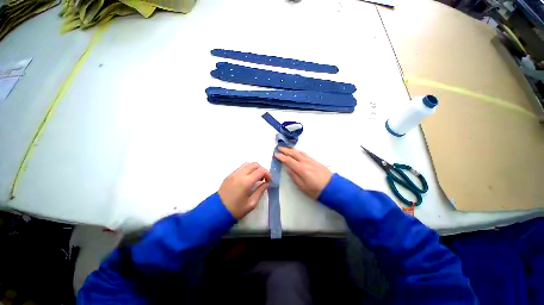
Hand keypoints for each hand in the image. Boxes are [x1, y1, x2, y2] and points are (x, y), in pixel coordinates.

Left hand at [219, 162, 270, 218]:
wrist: (218, 210)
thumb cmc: (237, 209)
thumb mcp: (252, 203)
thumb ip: (260, 191)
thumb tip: (266, 183)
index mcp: (246, 182)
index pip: (260, 170)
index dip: (267, 174)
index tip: (269, 181)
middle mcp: (239, 174)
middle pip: (254, 164)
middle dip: (261, 169)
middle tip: (264, 179)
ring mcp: (233, 174)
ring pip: (246, 164)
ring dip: (254, 169)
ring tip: (256, 179)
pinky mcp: (229, 176)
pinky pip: (240, 168)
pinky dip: (247, 170)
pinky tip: (248, 179)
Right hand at [274, 147, 331, 198]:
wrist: (332, 187)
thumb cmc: (316, 190)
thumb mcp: (303, 187)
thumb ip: (294, 177)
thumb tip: (288, 169)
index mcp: (301, 169)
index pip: (289, 160)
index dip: (281, 157)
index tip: (275, 154)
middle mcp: (306, 162)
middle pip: (294, 153)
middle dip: (286, 150)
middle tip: (279, 148)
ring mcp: (311, 161)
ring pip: (300, 152)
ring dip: (292, 150)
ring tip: (287, 149)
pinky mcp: (316, 161)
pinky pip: (305, 154)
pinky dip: (299, 152)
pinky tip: (298, 153)